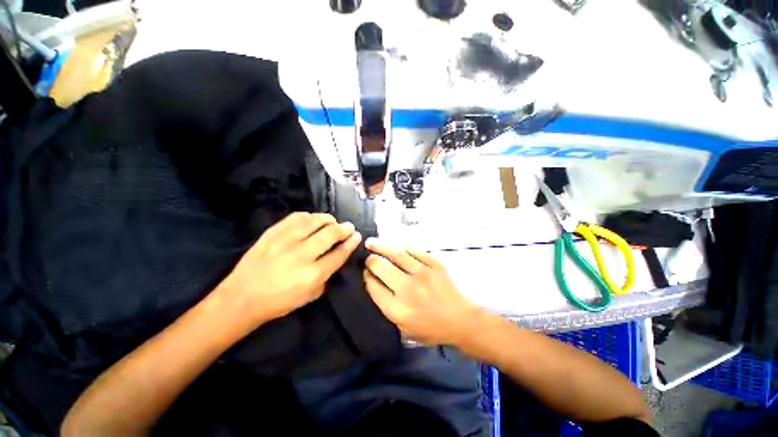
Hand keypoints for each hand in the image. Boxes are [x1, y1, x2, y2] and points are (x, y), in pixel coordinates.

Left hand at [219, 212, 361, 325]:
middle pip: (330, 233)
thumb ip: (327, 275)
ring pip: (314, 221)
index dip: (351, 242)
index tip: (356, 236)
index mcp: (313, 275)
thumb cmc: (279, 302)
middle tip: (348, 227)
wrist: (241, 298)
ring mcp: (285, 242)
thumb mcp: (311, 295)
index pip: (339, 253)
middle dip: (344, 228)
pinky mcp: (272, 233)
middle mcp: (301, 255)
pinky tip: (313, 219)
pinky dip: (309, 216)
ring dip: (328, 219)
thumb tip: (337, 255)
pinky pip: (295, 217)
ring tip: (332, 221)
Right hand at [363, 238, 480, 345]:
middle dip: (371, 260)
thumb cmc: (432, 328)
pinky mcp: (435, 264)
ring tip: (371, 242)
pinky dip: (402, 248)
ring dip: (381, 246)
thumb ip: (387, 307)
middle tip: (368, 257)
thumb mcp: (404, 329)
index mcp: (398, 309)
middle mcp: (408, 289)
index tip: (365, 272)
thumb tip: (374, 282)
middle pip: (381, 267)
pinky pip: (414, 251)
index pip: (373, 286)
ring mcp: (423, 274)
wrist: (462, 320)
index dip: (366, 276)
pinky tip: (395, 247)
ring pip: (396, 254)